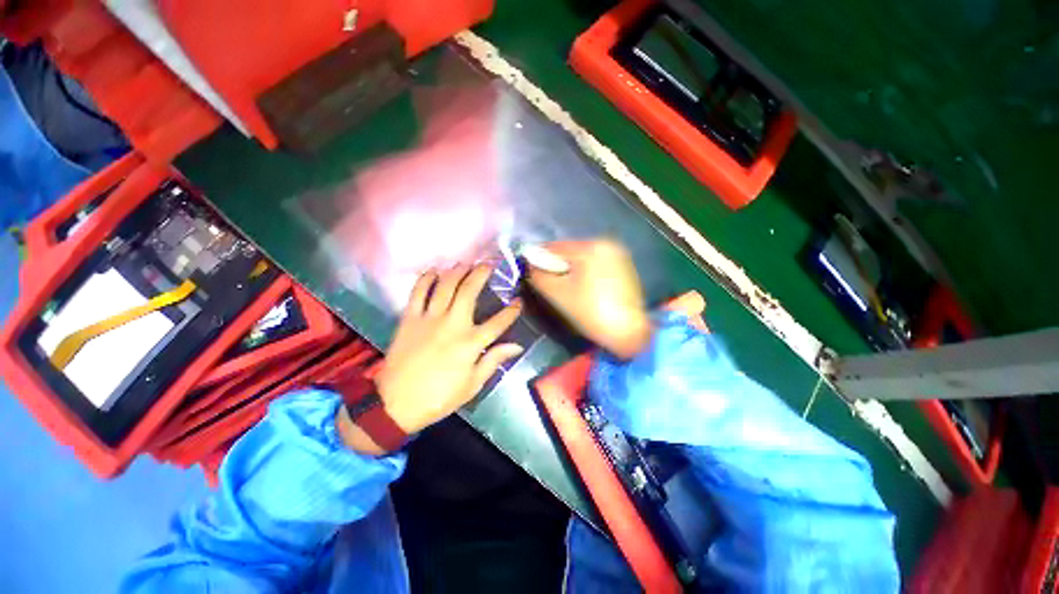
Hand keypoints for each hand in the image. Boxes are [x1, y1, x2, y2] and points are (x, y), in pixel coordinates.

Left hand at [339, 265, 523, 454]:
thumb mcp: (472, 384)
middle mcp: (453, 324)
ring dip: (457, 271)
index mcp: (471, 343)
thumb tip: (516, 346)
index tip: (518, 302)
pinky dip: (426, 279)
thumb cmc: (438, 397)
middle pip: (469, 291)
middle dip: (481, 274)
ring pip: (445, 285)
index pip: (499, 322)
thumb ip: (494, 360)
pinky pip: (418, 292)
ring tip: (465, 263)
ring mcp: (429, 318)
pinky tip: (434, 271)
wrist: (396, 403)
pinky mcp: (410, 318)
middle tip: (488, 264)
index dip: (512, 311)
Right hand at [527, 239, 651, 358]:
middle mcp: (607, 244)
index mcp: (592, 247)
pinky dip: (586, 274)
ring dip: (571, 270)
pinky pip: (596, 266)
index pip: (555, 247)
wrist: (630, 333)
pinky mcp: (625, 268)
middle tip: (550, 284)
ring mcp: (619, 255)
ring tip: (567, 290)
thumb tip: (528, 265)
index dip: (538, 258)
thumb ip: (539, 276)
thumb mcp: (559, 294)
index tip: (530, 270)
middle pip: (570, 252)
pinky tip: (585, 291)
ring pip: (583, 259)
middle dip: (557, 266)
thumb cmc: (591, 312)